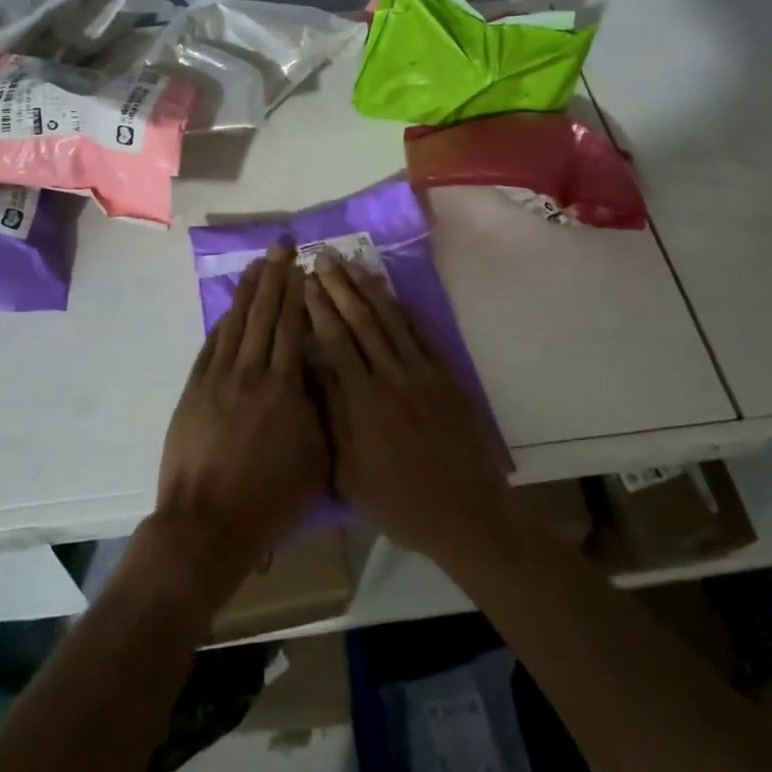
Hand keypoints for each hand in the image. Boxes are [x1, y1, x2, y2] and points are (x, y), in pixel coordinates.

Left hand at [153, 241, 328, 587]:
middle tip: (282, 245)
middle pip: (265, 313)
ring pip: (237, 322)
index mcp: (284, 387)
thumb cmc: (270, 498)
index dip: (298, 293)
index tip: (304, 267)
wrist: (207, 524)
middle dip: (275, 276)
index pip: (293, 326)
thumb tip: (320, 370)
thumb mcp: (315, 458)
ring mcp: (218, 378)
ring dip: (248, 290)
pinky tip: (232, 308)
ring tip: (258, 263)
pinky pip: (212, 344)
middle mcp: (251, 372)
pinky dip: (224, 321)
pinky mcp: (194, 389)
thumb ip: (319, 408)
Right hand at [305, 255, 515, 573]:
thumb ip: (332, 417)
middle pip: (361, 321)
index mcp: (362, 402)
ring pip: (390, 320)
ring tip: (352, 264)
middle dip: (339, 287)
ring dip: (368, 289)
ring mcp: (422, 373)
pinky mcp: (445, 375)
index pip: (335, 341)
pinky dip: (403, 309)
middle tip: (323, 257)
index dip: (319, 308)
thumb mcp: (350, 472)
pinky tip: (390, 293)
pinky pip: (420, 333)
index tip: (306, 282)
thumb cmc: (399, 502)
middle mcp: (391, 377)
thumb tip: (314, 369)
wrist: (465, 514)